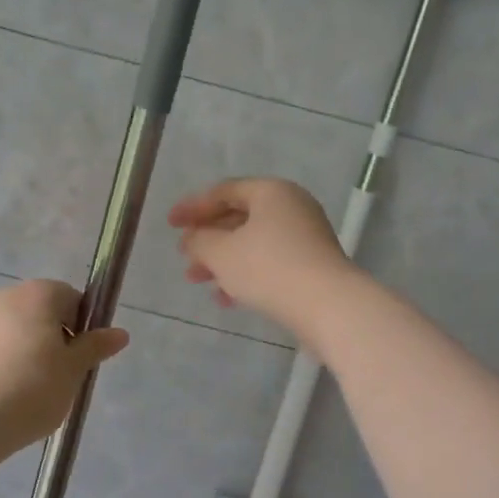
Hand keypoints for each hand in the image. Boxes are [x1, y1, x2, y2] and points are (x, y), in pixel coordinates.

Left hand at [0, 281, 128, 459]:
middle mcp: (7, 296)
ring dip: (32, 353)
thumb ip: (95, 347)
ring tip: (34, 392)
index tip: (82, 358)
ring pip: (19, 332)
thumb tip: (120, 333)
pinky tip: (8, 397)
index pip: (73, 299)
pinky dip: (7, 365)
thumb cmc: (31, 388)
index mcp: (39, 293)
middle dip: (57, 340)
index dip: (83, 327)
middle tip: (62, 377)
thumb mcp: (74, 370)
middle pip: (44, 313)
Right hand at [168, 178, 359, 337]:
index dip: (193, 207)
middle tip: (184, 256)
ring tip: (197, 280)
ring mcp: (306, 236)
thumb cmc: (269, 268)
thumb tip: (193, 238)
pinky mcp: (312, 265)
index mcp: (271, 191)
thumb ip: (200, 241)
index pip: (224, 191)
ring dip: (223, 260)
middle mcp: (291, 206)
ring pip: (253, 242)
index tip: (170, 224)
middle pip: (239, 216)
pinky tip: (226, 299)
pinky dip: (245, 274)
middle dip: (208, 238)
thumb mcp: (222, 252)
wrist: (328, 306)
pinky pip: (270, 262)